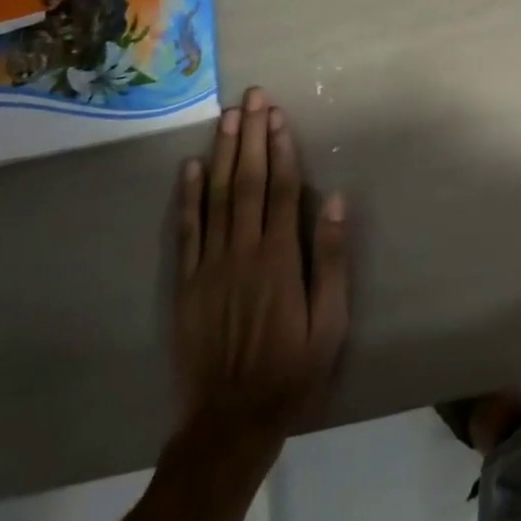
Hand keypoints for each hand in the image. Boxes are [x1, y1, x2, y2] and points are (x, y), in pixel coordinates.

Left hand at [173, 87, 349, 454]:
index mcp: (279, 258)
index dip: (280, 149)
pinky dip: (187, 197)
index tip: (278, 116)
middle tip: (253, 98)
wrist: (230, 423)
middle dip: (250, 136)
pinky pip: (185, 231)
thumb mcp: (330, 321)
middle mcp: (242, 251)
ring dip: (221, 154)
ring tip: (227, 117)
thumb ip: (331, 258)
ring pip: (215, 197)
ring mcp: (209, 266)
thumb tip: (334, 200)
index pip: (280, 189)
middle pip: (246, 182)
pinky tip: (190, 167)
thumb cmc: (292, 370)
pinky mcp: (186, 284)